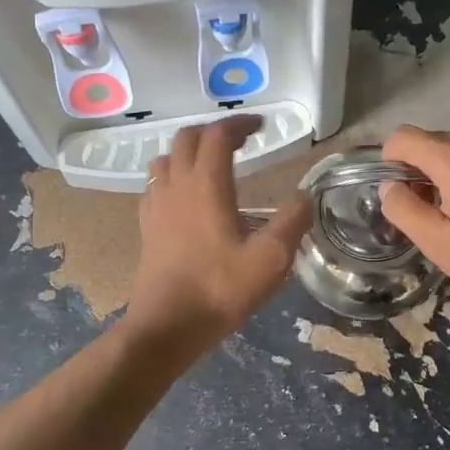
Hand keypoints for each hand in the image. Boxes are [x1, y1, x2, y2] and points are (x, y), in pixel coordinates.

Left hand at [128, 116, 310, 346]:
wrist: (167, 326)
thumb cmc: (219, 289)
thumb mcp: (270, 260)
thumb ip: (292, 223)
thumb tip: (304, 198)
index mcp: (206, 185)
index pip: (218, 134)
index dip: (240, 123)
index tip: (261, 126)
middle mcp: (176, 185)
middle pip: (187, 138)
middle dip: (214, 131)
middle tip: (241, 141)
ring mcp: (156, 204)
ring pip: (166, 158)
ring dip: (189, 151)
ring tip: (213, 163)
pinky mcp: (146, 225)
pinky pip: (155, 184)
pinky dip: (173, 175)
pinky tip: (186, 196)